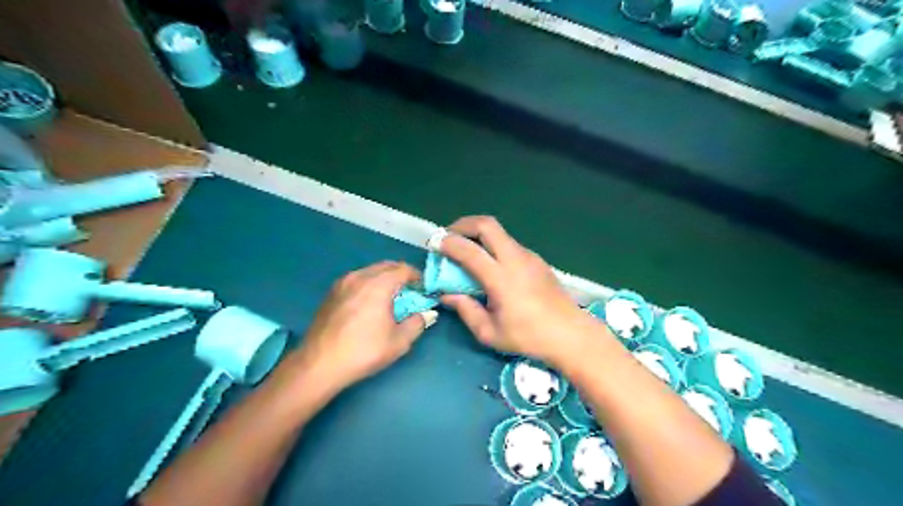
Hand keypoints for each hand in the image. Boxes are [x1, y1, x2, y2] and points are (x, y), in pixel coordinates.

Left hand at [284, 260, 433, 395]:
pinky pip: (357, 279)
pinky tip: (370, 303)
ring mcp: (342, 283)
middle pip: (386, 266)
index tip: (424, 289)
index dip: (417, 277)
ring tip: (391, 296)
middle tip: (411, 291)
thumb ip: (417, 323)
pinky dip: (369, 284)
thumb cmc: (364, 351)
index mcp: (378, 284)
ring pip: (370, 271)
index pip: (404, 270)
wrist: (319, 364)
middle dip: (401, 274)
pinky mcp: (331, 293)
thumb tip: (425, 314)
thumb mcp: (399, 342)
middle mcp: (359, 277)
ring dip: (384, 278)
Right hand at [438, 215, 604, 368]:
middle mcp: (515, 259)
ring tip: (467, 251)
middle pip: (486, 225)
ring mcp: (529, 256)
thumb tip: (446, 295)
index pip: (469, 250)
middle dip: (463, 225)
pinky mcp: (537, 259)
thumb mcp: (490, 333)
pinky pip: (509, 243)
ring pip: (499, 232)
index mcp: (501, 278)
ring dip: (478, 234)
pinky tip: (490, 265)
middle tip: (449, 237)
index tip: (434, 245)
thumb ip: (465, 310)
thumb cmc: (529, 337)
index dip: (448, 243)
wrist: (571, 334)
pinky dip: (493, 245)